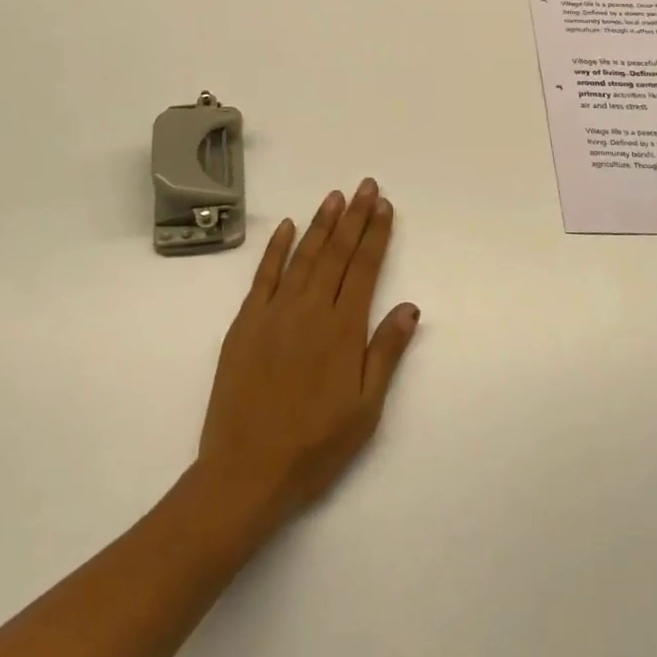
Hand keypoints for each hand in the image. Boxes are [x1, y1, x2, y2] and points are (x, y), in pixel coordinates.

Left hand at [197, 179, 419, 526]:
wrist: (246, 471)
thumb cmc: (315, 446)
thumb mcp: (365, 408)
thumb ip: (386, 352)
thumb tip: (410, 307)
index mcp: (342, 329)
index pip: (364, 268)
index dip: (375, 234)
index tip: (384, 206)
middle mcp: (310, 310)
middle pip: (336, 253)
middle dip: (353, 217)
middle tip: (365, 186)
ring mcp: (274, 313)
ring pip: (303, 256)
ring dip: (320, 224)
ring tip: (334, 196)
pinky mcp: (245, 323)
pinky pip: (263, 275)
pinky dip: (277, 248)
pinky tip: (288, 227)